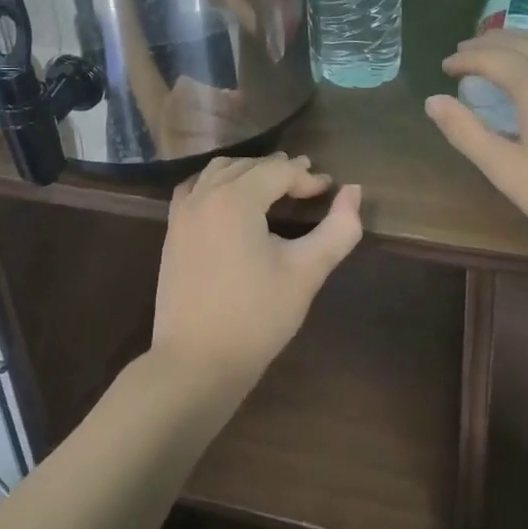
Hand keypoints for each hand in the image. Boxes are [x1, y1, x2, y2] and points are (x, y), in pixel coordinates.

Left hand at [152, 152, 363, 400]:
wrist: (196, 361)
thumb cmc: (256, 317)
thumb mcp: (306, 273)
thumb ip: (338, 229)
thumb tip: (354, 191)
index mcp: (236, 199)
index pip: (278, 172)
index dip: (307, 178)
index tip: (329, 190)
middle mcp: (205, 195)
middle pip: (249, 166)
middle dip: (280, 170)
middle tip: (308, 182)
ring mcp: (183, 212)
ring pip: (219, 171)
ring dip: (249, 171)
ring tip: (274, 183)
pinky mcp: (172, 231)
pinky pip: (195, 188)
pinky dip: (217, 182)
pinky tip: (229, 196)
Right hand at [425, 31, 527, 271]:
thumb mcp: (509, 171)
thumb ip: (467, 132)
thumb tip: (433, 101)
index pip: (491, 57)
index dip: (464, 59)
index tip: (445, 67)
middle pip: (519, 40)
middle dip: (486, 44)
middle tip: (463, 54)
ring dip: (516, 40)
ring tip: (496, 52)